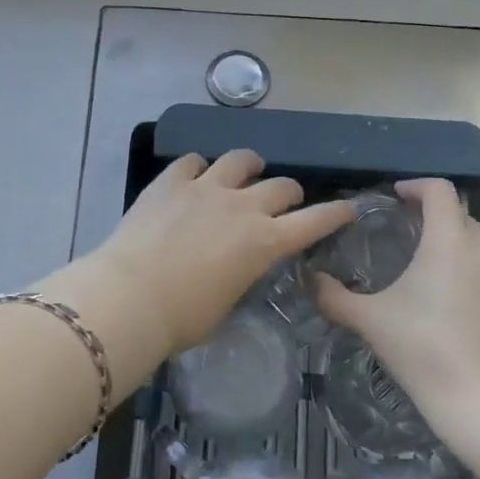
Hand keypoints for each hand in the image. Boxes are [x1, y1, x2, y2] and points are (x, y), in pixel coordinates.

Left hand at [43, 151, 353, 377]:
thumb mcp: (226, 303)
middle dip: (289, 192)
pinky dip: (199, 167)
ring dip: (249, 165)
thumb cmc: (182, 318)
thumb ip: (241, 274)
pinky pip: (192, 161)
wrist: (130, 296)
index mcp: (263, 243)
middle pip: (281, 186)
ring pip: (240, 160)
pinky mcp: (171, 181)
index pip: (314, 222)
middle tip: (284, 199)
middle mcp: (242, 207)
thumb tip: (237, 264)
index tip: (349, 208)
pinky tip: (194, 175)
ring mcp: (206, 188)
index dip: (335, 214)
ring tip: (246, 169)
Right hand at [314, 179, 479, 422]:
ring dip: (455, 243)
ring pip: (479, 243)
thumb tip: (310, 280)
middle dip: (434, 215)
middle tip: (407, 231)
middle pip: (459, 214)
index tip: (397, 196)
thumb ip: (335, 297)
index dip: (416, 186)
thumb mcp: (371, 321)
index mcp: (448, 240)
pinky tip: (453, 301)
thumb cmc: (424, 349)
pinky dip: (472, 270)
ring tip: (428, 267)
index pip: (439, 190)